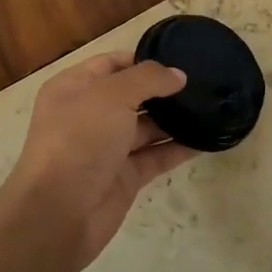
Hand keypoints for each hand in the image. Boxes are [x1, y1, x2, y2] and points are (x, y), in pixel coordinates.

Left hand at [1, 52, 196, 271]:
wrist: (58, 212)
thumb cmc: (79, 139)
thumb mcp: (112, 96)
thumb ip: (148, 79)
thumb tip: (178, 75)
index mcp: (74, 87)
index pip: (112, 63)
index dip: (144, 59)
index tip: (181, 59)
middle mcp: (89, 114)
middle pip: (132, 95)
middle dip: (164, 90)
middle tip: (205, 83)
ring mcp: (107, 148)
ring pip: (147, 127)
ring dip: (176, 119)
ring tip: (213, 107)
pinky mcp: (124, 177)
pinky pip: (156, 156)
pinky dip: (179, 149)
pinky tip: (207, 139)